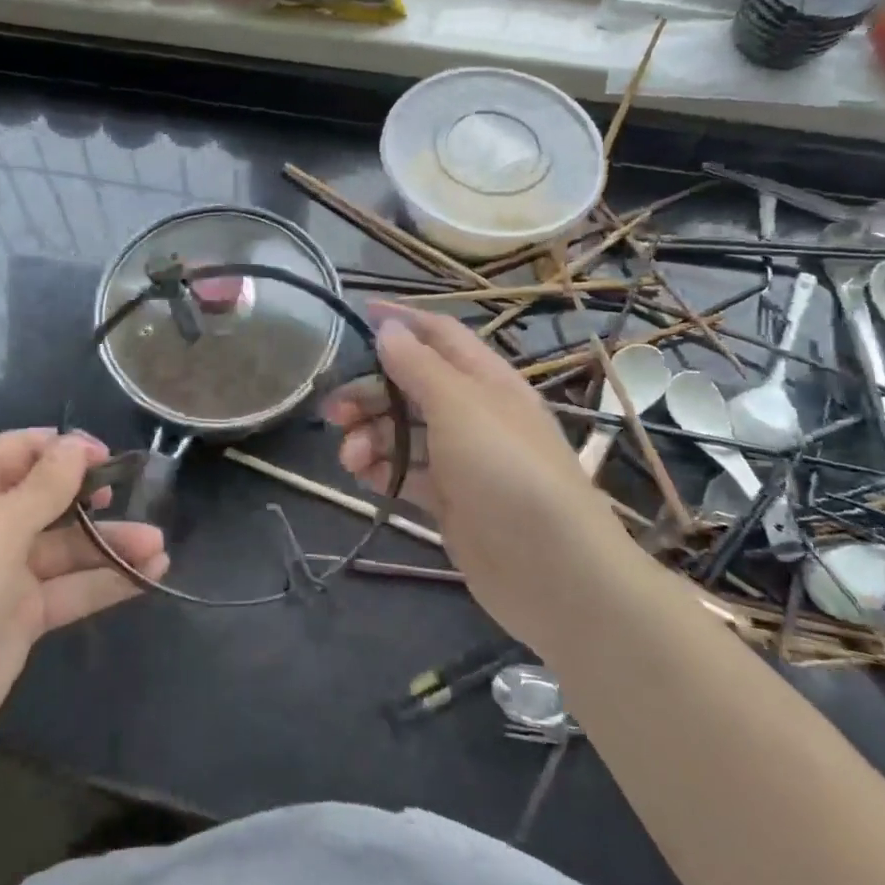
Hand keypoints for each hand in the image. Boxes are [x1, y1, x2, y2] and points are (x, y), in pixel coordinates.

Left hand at [0, 430, 167, 764]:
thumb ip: (45, 486)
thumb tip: (77, 444)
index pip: (21, 450)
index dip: (64, 448)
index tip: (107, 456)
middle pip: (50, 497)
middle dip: (94, 495)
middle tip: (135, 495)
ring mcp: (5, 572)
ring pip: (67, 547)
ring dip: (111, 542)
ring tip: (158, 543)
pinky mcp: (22, 615)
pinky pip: (71, 589)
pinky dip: (107, 581)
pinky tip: (149, 573)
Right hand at [322, 304, 619, 631]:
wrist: (552, 571)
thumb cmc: (506, 471)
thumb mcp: (459, 407)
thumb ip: (419, 366)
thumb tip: (388, 327)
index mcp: (486, 381)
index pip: (440, 335)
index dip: (402, 321)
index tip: (359, 314)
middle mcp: (474, 414)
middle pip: (411, 387)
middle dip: (370, 392)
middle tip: (332, 410)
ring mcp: (462, 460)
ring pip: (404, 432)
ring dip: (371, 435)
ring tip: (349, 456)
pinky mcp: (451, 501)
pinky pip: (407, 474)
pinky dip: (381, 470)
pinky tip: (359, 475)